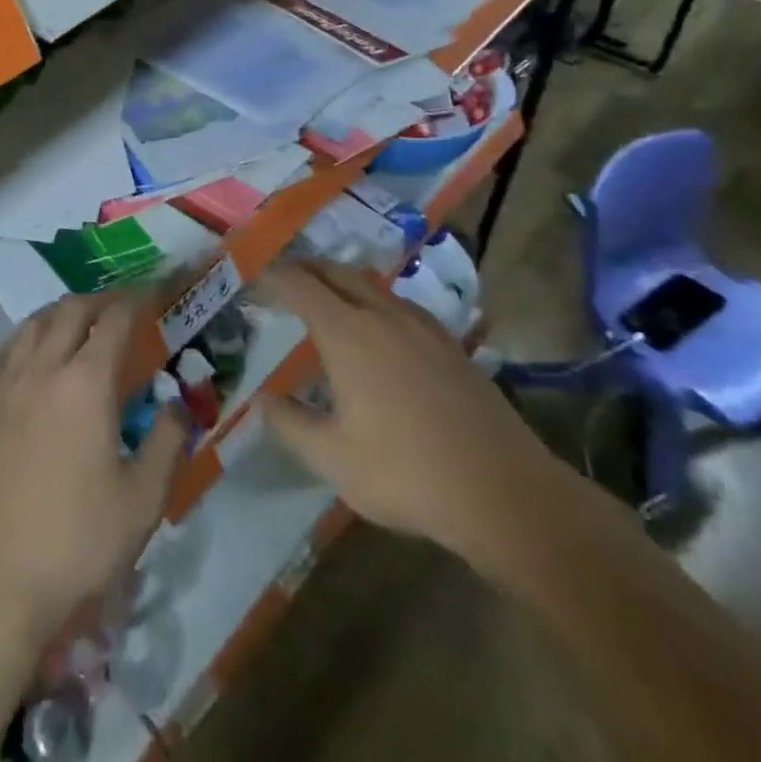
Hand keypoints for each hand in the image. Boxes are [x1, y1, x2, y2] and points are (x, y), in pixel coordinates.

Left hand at [0, 286, 187, 647]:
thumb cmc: (74, 543)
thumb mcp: (142, 502)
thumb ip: (168, 443)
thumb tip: (178, 405)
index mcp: (86, 384)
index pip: (116, 320)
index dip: (140, 298)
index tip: (157, 291)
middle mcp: (42, 369)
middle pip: (71, 310)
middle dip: (102, 300)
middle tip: (124, 309)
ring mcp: (4, 386)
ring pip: (33, 324)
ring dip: (62, 312)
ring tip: (81, 322)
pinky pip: (6, 351)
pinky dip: (28, 336)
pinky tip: (32, 353)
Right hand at [256, 259, 563, 559]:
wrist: (505, 493)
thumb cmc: (406, 473)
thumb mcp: (332, 458)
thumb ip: (290, 423)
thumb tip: (263, 399)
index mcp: (347, 334)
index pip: (301, 285)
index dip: (275, 276)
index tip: (255, 276)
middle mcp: (383, 317)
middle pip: (338, 273)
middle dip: (306, 268)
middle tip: (284, 277)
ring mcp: (423, 328)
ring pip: (373, 285)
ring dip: (342, 280)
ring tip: (327, 294)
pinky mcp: (452, 346)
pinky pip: (402, 305)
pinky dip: (377, 300)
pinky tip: (382, 325)